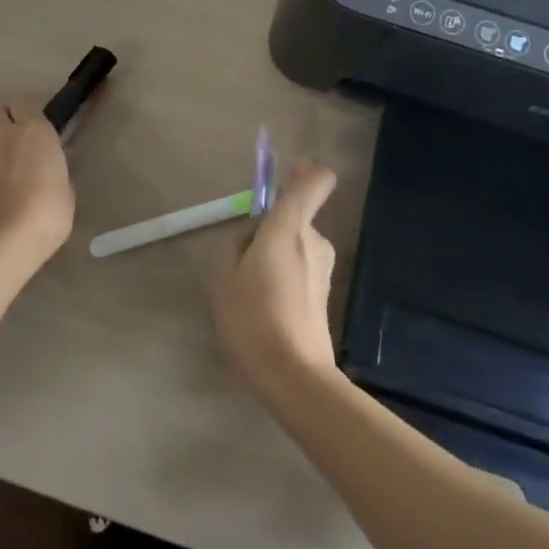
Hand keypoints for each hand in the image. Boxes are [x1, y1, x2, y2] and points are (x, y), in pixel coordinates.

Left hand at [0, 104, 74, 275]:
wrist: (3, 240)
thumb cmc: (48, 212)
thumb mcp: (66, 191)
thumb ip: (57, 172)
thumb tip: (52, 168)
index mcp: (35, 130)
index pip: (24, 103)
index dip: (26, 113)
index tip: (34, 127)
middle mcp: (3, 134)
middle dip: (1, 120)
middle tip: (12, 140)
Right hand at [210, 162, 339, 399]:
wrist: (293, 375)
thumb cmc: (252, 317)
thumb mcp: (224, 276)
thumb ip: (236, 245)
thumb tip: (251, 237)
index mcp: (289, 227)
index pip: (315, 182)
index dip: (307, 172)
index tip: (290, 174)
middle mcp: (314, 239)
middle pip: (297, 215)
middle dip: (273, 226)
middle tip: (244, 255)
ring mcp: (324, 267)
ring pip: (297, 244)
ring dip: (277, 253)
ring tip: (250, 288)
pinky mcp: (325, 292)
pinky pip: (301, 267)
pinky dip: (284, 275)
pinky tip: (265, 307)